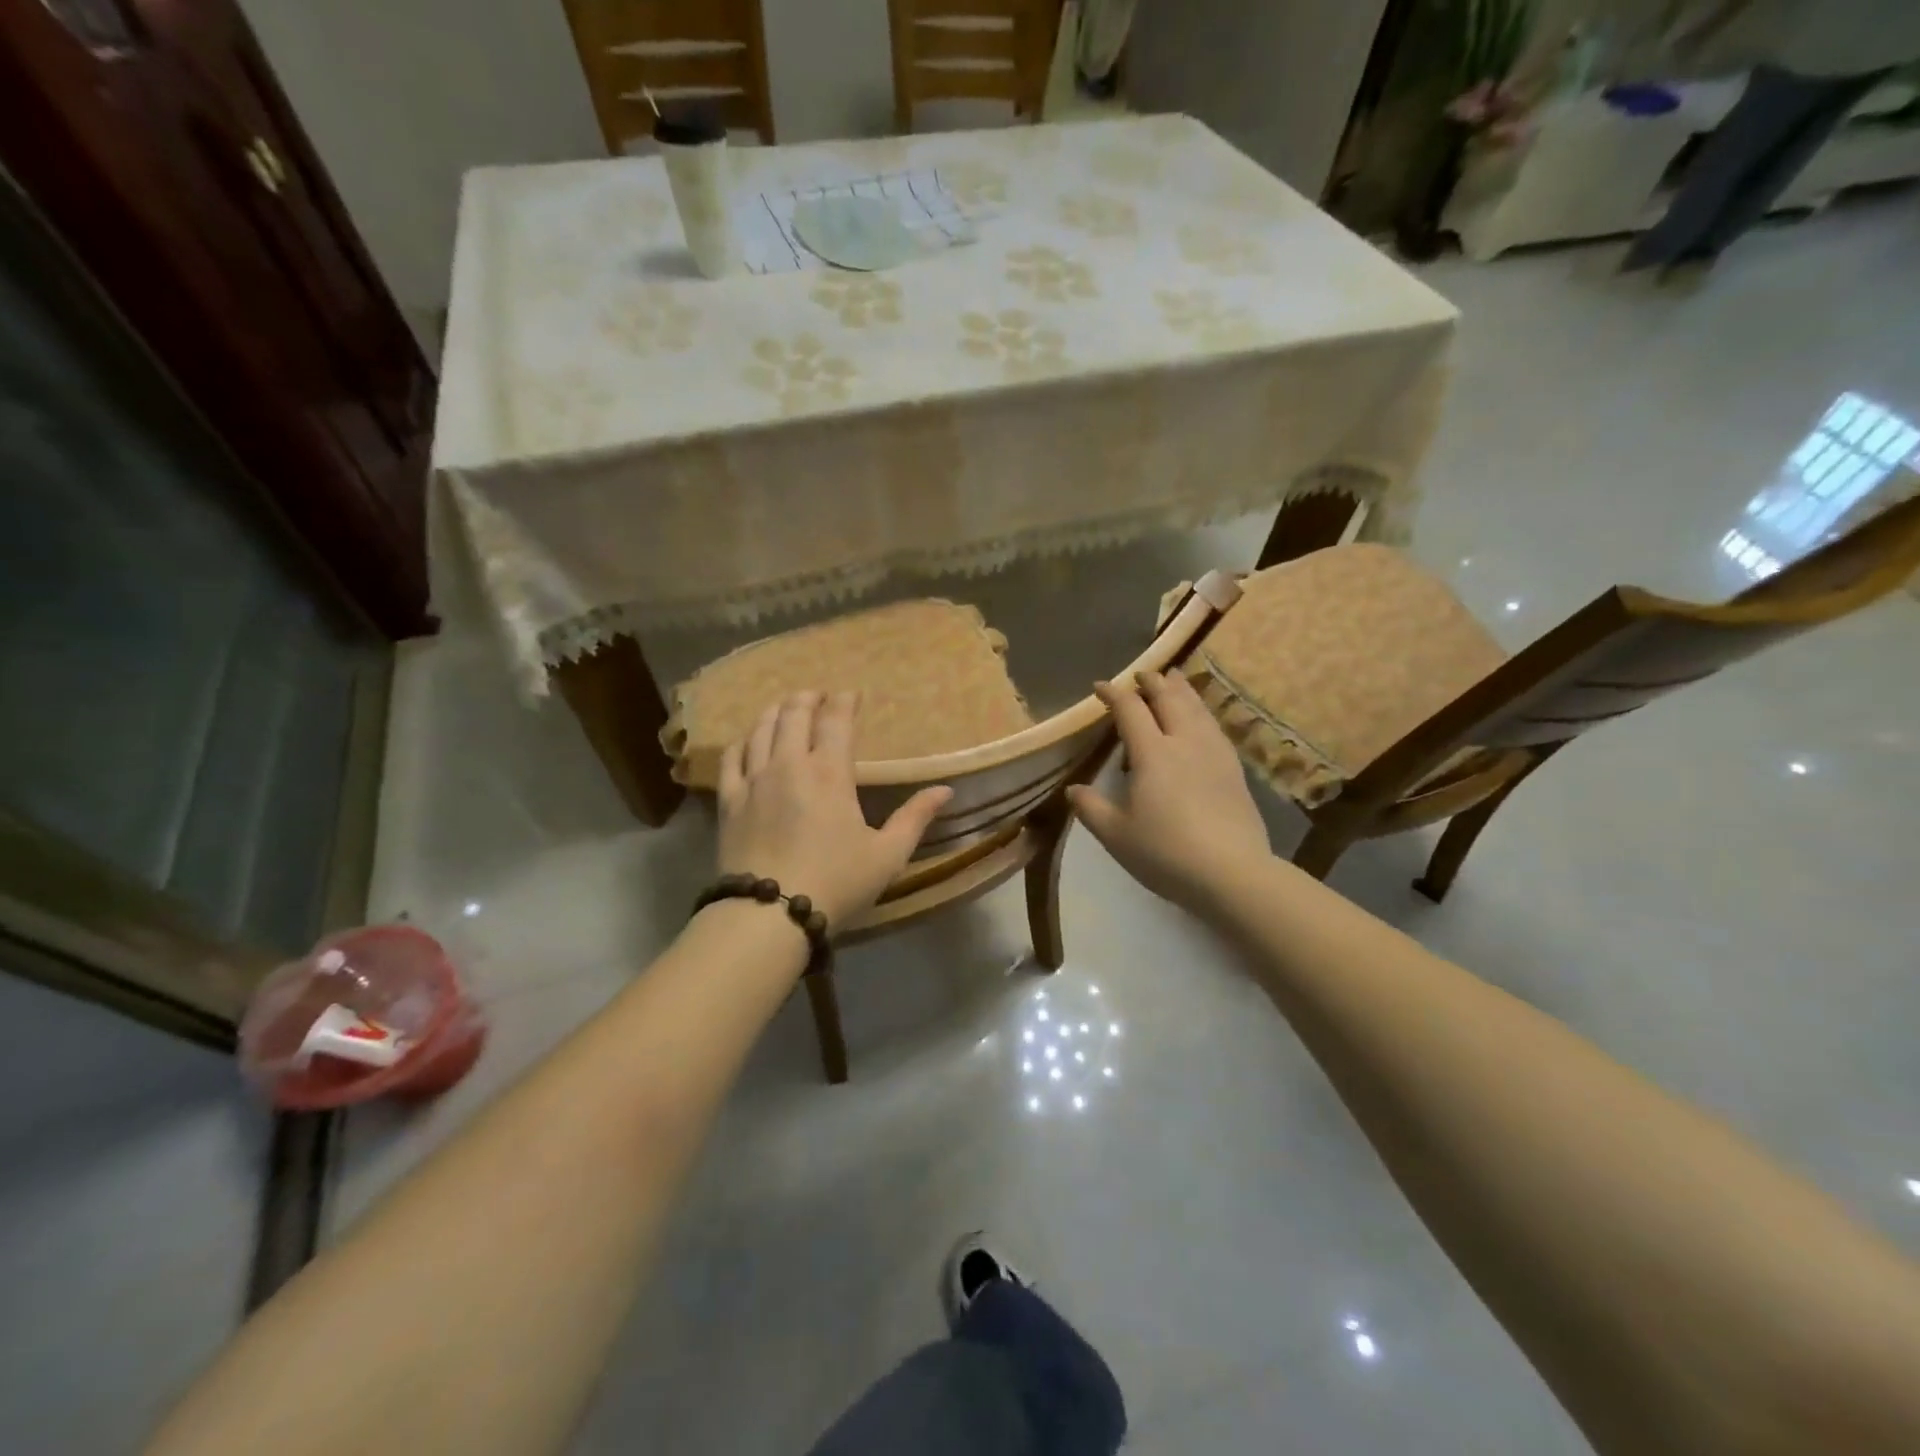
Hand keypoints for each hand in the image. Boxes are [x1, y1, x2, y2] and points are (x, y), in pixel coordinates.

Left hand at [717, 691, 952, 928]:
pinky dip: (743, 741)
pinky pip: (731, 758)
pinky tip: (747, 741)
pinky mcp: (729, 801)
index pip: (835, 721)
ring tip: (784, 707)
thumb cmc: (836, 882)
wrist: (768, 914)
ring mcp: (754, 780)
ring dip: (775, 711)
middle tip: (818, 695)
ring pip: (761, 729)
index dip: (844, 701)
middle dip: (808, 698)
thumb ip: (915, 818)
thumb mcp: (887, 855)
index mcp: (829, 773)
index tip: (851, 693)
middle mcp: (789, 764)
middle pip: (794, 714)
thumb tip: (945, 790)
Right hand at [1066, 670, 1271, 912]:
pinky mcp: (1234, 769)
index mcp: (1152, 753)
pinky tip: (1202, 719)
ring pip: (1197, 708)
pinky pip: (1215, 726)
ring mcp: (1214, 753)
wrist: (1232, 873)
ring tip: (1174, 679)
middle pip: (1169, 699)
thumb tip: (1073, 789)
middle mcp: (1184, 742)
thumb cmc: (1166, 853)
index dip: (1114, 694)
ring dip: (1182, 689)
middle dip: (1152, 682)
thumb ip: (1091, 808)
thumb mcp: (1116, 835)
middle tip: (1141, 674)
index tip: (1100, 687)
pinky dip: (1203, 711)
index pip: (1130, 710)